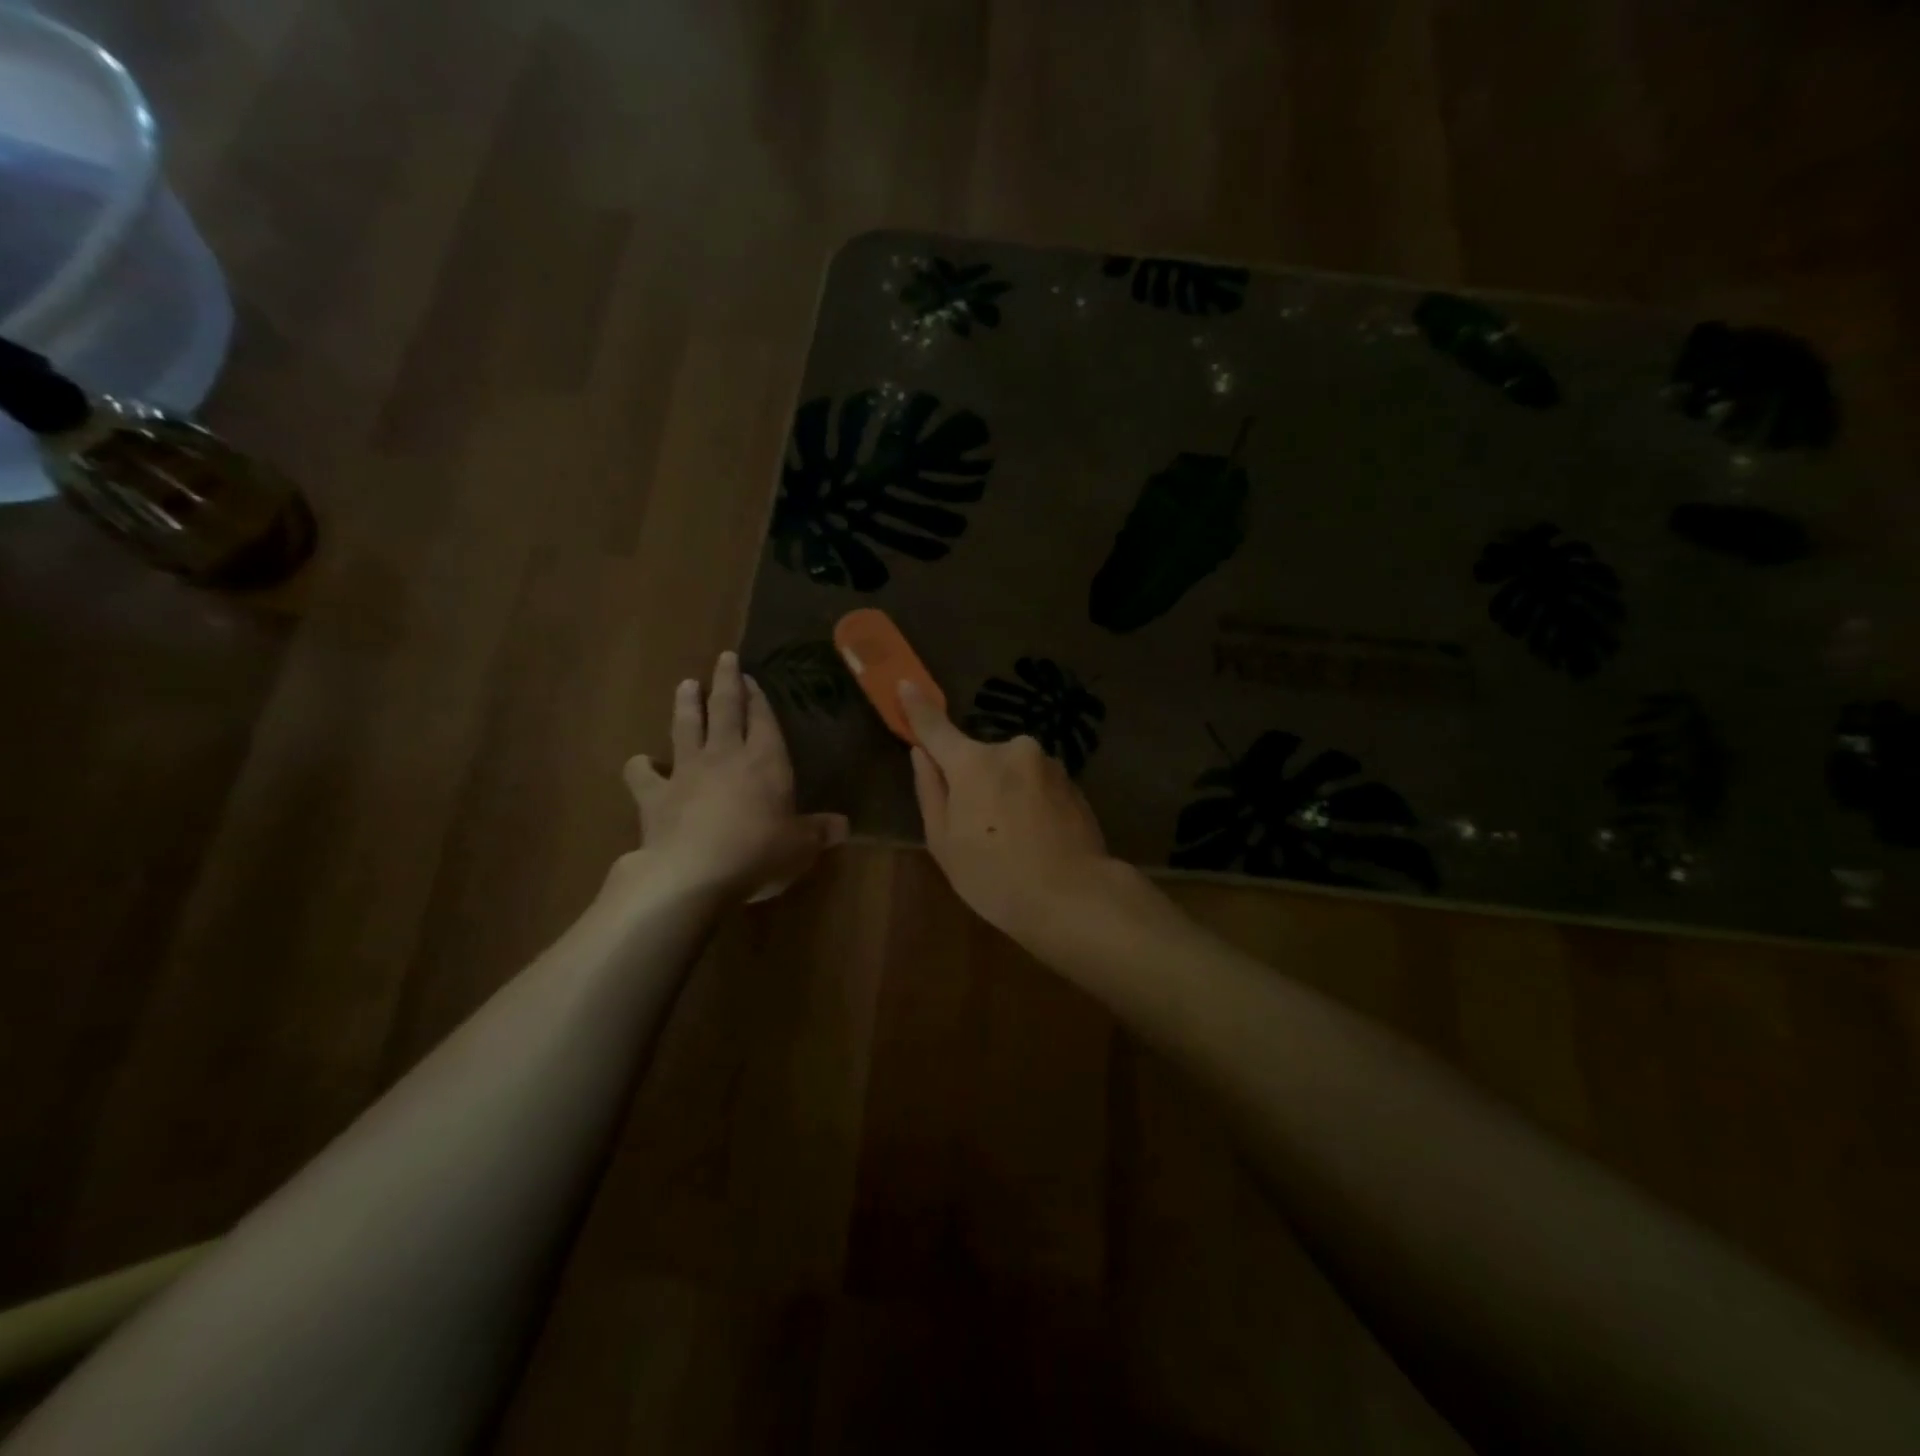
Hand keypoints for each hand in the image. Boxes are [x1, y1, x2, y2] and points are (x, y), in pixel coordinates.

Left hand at [616, 652, 848, 901]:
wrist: (693, 872)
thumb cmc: (758, 853)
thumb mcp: (801, 847)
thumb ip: (820, 832)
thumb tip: (845, 826)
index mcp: (765, 762)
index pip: (763, 720)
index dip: (759, 698)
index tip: (752, 677)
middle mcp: (725, 756)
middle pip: (726, 709)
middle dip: (726, 682)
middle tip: (723, 658)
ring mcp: (686, 772)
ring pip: (686, 727)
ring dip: (687, 704)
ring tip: (686, 685)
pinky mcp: (654, 795)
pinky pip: (642, 773)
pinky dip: (640, 765)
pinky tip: (641, 762)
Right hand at [900, 679, 1116, 938]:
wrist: (1075, 897)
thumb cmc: (995, 877)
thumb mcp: (944, 843)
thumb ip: (930, 791)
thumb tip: (922, 754)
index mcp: (974, 762)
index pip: (936, 728)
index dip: (917, 707)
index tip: (905, 685)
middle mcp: (1013, 750)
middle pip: (979, 757)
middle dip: (974, 780)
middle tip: (977, 827)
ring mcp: (1049, 764)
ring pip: (1012, 771)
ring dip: (1006, 792)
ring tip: (1013, 839)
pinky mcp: (1074, 782)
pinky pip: (1038, 784)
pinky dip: (1031, 802)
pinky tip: (1036, 838)